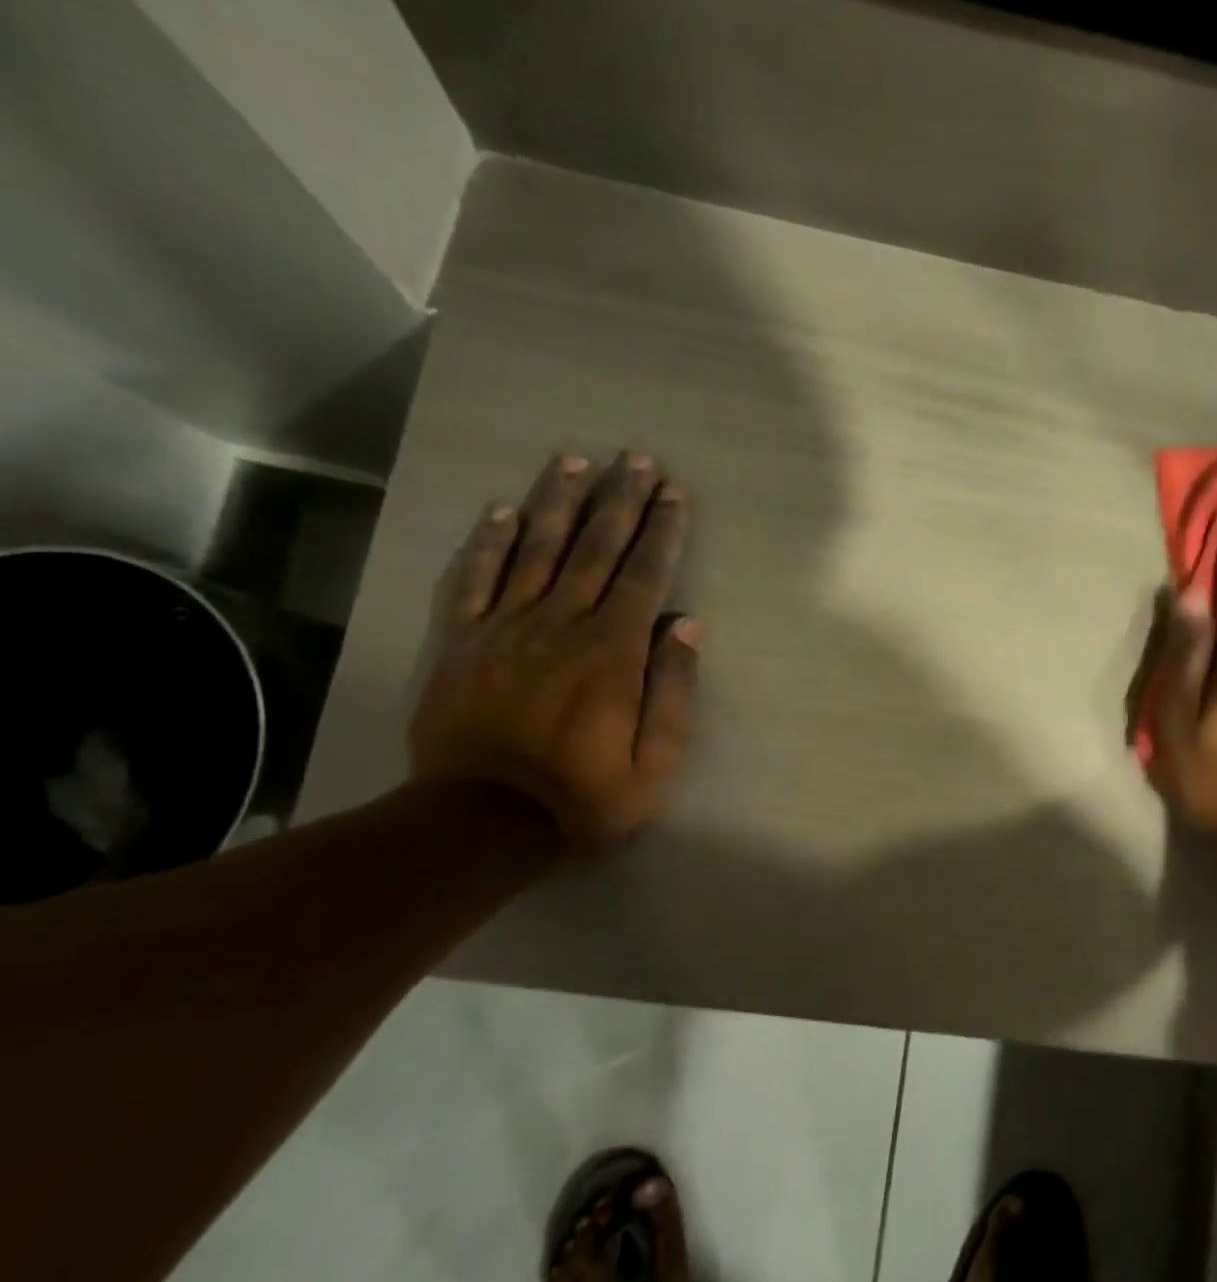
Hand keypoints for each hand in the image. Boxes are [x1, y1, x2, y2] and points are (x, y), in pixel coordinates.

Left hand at [409, 452, 698, 845]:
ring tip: (575, 461)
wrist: (478, 822)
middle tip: (636, 459)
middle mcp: (561, 624)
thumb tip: (688, 626)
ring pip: (536, 549)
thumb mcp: (653, 764)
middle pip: (595, 548)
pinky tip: (501, 510)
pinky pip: (474, 579)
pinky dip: (488, 542)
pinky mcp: (462, 641)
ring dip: (558, 502)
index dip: (662, 530)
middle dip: (620, 500)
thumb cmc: (581, 797)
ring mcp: (506, 628)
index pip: (645, 575)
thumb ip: (672, 692)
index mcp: (612, 652)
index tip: (673, 493)